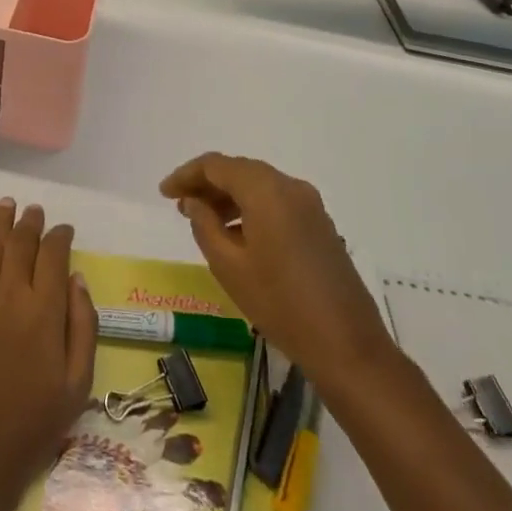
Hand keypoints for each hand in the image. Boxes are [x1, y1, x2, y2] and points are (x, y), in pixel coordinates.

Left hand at [0, 199, 97, 509]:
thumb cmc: (33, 424)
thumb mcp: (78, 383)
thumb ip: (82, 325)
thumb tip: (77, 279)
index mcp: (43, 311)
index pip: (53, 255)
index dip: (60, 237)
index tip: (65, 230)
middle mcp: (8, 296)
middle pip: (20, 244)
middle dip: (30, 223)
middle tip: (35, 211)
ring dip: (0, 224)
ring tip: (7, 205)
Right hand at [159, 153, 390, 383]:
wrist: (346, 345)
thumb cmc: (279, 303)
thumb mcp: (229, 265)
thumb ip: (205, 225)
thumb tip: (194, 202)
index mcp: (266, 190)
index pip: (217, 165)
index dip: (186, 175)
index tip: (164, 193)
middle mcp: (290, 186)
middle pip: (239, 170)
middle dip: (207, 184)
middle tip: (180, 206)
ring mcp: (310, 205)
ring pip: (259, 185)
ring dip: (229, 196)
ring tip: (203, 220)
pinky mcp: (320, 224)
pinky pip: (277, 201)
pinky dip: (251, 207)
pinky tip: (237, 233)